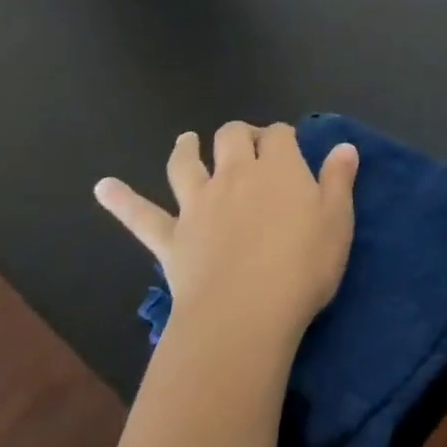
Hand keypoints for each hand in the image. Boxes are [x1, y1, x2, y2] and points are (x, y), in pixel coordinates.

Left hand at [94, 123, 357, 347]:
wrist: (245, 313)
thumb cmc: (303, 265)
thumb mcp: (338, 221)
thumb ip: (339, 180)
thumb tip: (344, 146)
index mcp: (279, 168)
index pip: (279, 134)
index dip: (283, 135)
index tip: (289, 145)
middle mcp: (235, 175)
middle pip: (232, 137)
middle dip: (239, 134)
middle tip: (248, 143)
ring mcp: (199, 205)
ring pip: (186, 166)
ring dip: (186, 149)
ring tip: (186, 141)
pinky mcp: (171, 238)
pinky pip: (141, 215)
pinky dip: (121, 200)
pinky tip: (103, 187)